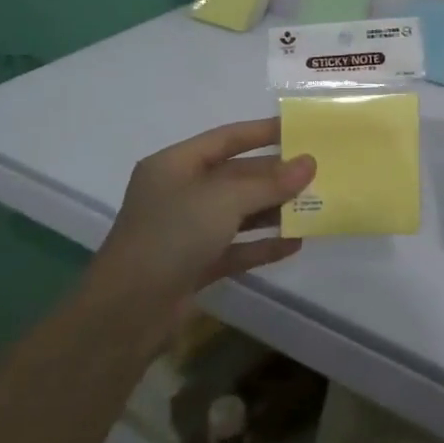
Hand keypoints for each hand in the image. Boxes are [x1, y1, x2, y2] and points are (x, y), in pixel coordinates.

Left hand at [99, 119, 314, 316]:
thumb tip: (309, 163)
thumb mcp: (223, 200)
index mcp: (175, 165)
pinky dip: (263, 245)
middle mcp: (179, 193)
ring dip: (273, 210)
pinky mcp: (194, 266)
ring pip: (238, 213)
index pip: (226, 138)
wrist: (127, 313)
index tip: (300, 129)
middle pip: (235, 176)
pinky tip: (295, 243)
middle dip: (274, 175)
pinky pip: (236, 247)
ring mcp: (186, 231)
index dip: (262, 132)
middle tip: (317, 172)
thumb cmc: (172, 236)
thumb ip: (269, 182)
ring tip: (314, 206)